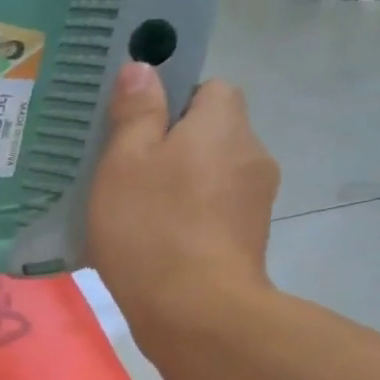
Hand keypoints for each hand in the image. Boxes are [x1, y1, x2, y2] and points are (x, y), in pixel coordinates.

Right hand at [87, 63, 280, 331]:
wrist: (195, 312)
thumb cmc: (152, 227)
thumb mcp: (125, 162)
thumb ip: (135, 112)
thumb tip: (143, 67)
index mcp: (224, 123)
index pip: (210, 88)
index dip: (172, 103)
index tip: (136, 132)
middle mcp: (251, 154)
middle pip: (211, 135)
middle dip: (173, 148)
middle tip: (125, 175)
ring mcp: (255, 203)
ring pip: (211, 177)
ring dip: (180, 187)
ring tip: (134, 216)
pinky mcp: (248, 243)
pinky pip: (212, 215)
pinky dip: (188, 221)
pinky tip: (154, 246)